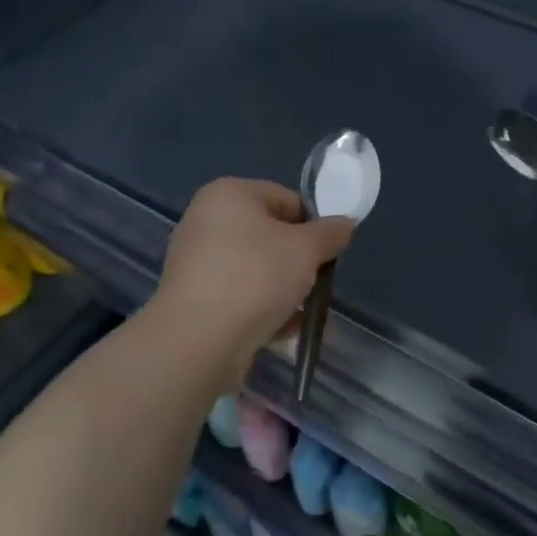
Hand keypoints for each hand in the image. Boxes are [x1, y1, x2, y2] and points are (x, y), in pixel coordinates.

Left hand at [148, 177, 353, 386]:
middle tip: (315, 283)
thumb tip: (344, 224)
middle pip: (270, 235)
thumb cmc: (255, 278)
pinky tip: (281, 330)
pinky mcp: (193, 299)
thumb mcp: (306, 249)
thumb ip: (331, 233)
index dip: (313, 225)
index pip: (286, 198)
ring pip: (257, 269)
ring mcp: (195, 261)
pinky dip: (261, 309)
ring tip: (301, 313)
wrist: (198, 341)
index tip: (327, 253)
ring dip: (284, 290)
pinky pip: (239, 296)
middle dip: (298, 262)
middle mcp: (206, 220)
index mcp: (228, 194)